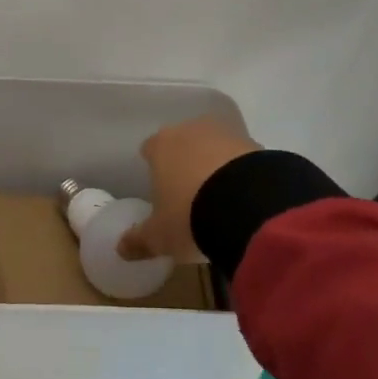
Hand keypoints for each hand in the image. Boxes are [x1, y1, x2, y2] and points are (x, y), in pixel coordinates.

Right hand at [117, 116, 261, 261]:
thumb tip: (120, 248)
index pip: (150, 148)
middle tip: (188, 193)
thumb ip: (139, 239)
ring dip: (214, 164)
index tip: (159, 188)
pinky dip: (240, 171)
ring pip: (214, 146)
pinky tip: (244, 196)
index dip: (153, 166)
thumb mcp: (160, 235)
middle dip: (185, 162)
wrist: (248, 206)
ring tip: (220, 197)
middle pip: (183, 142)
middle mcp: (191, 130)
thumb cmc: (189, 215)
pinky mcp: (256, 145)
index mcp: (161, 144)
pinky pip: (241, 157)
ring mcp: (226, 134)